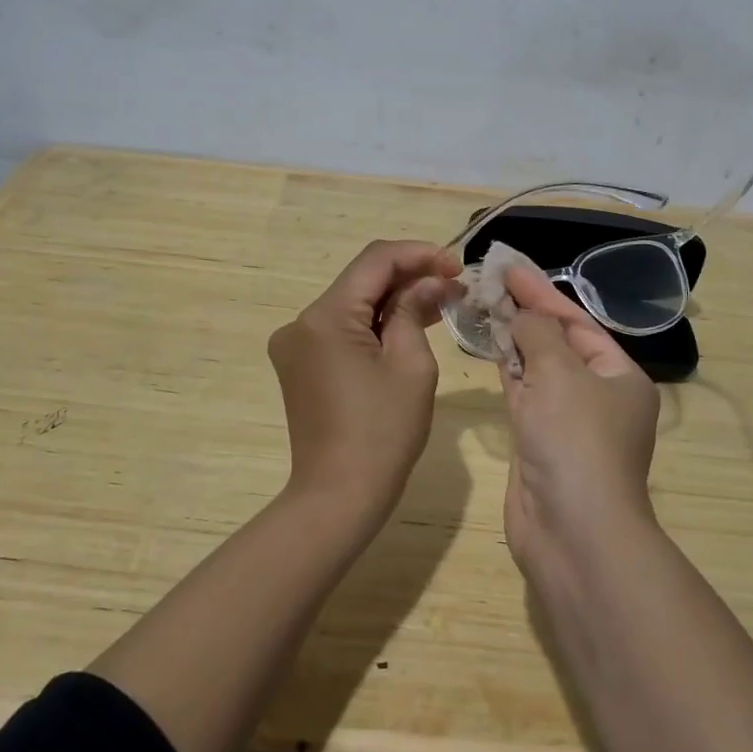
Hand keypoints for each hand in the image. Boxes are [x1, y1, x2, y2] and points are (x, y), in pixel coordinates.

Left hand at [268, 239, 460, 523]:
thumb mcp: (411, 364)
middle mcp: (301, 322)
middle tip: (454, 284)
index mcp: (325, 317)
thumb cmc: (383, 432)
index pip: (375, 260)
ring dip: (394, 300)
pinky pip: (342, 329)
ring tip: (441, 301)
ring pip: (353, 304)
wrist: (339, 497)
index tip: (456, 265)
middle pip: (361, 280)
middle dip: (409, 277)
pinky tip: (409, 324)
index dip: (418, 254)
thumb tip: (429, 281)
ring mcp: (296, 344)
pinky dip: (375, 324)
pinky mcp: (300, 364)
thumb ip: (416, 310)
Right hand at [497, 265, 660, 565]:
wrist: (573, 532)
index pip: (577, 321)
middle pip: (558, 342)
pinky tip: (487, 345)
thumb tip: (521, 315)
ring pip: (537, 368)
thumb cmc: (576, 440)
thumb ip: (536, 333)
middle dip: (525, 313)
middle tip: (490, 282)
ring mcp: (567, 421)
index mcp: (619, 376)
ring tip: (482, 304)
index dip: (542, 292)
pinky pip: (523, 394)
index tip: (509, 268)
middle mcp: (598, 396)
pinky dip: (506, 369)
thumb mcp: (560, 373)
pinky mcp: (539, 442)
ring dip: (512, 339)